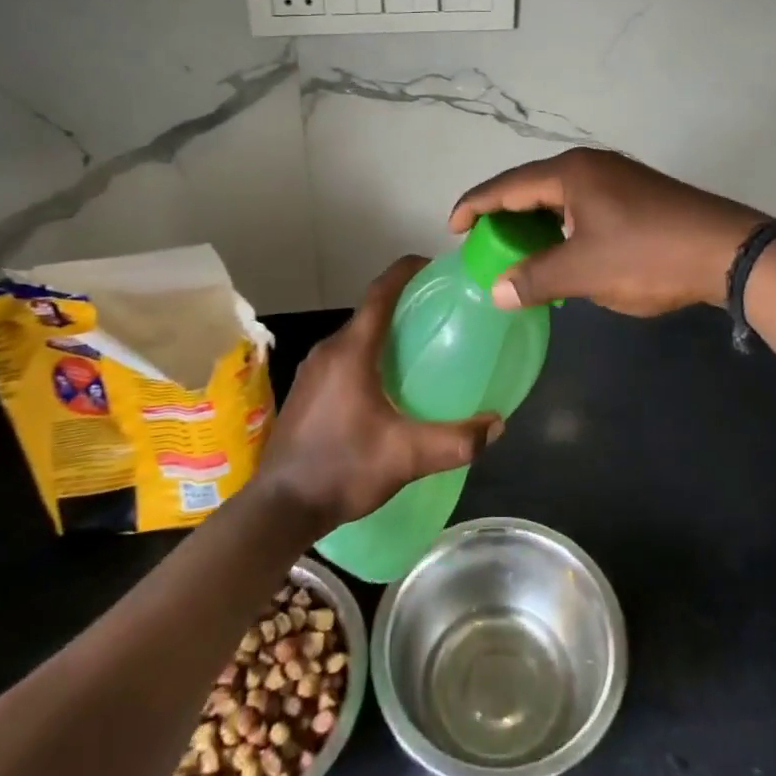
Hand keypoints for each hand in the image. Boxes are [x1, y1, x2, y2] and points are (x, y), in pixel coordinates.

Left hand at [256, 257, 502, 528]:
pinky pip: (344, 356)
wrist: (279, 509)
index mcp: (351, 350)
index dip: (407, 270)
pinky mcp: (307, 390)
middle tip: (441, 312)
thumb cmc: (342, 468)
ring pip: (357, 335)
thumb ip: (455, 441)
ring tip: (421, 346)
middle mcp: (329, 349)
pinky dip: (369, 353)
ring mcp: (313, 370)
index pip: (381, 291)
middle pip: (371, 311)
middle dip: (405, 303)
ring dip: (386, 331)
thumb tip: (496, 425)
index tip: (436, 266)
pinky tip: (388, 383)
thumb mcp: (406, 457)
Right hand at [449, 148, 765, 316]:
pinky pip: (583, 207)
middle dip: (504, 216)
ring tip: (516, 253)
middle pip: (531, 186)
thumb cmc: (647, 255)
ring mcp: (616, 178)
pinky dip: (562, 228)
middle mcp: (590, 165)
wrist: (726, 250)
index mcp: (570, 173)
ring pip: (559, 198)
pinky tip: (562, 253)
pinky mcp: (636, 195)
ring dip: (535, 224)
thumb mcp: (584, 272)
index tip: (451, 228)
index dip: (474, 206)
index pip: (507, 185)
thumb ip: (535, 279)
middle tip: (482, 245)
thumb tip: (496, 291)